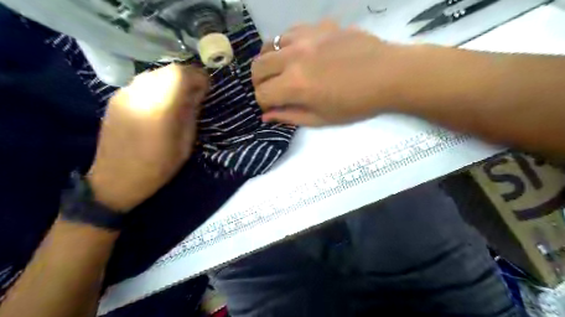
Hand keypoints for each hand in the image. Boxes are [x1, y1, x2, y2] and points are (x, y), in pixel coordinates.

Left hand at [87, 65, 210, 211]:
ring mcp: (124, 94)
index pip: (180, 74)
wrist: (116, 179)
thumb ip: (191, 114)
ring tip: (179, 99)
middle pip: (167, 70)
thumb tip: (197, 94)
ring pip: (154, 74)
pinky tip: (160, 104)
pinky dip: (157, 87)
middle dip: (187, 78)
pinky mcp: (115, 98)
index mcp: (160, 108)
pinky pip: (142, 83)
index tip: (207, 88)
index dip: (198, 77)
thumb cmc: (158, 167)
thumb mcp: (185, 143)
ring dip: (171, 81)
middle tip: (196, 93)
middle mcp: (139, 94)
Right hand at [254, 19, 408, 125]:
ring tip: (282, 71)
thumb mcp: (322, 118)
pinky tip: (298, 54)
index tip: (273, 108)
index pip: (262, 94)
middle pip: (258, 67)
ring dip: (270, 62)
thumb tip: (266, 116)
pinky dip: (286, 46)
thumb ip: (290, 116)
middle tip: (272, 91)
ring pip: (269, 45)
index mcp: (295, 84)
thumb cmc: (356, 103)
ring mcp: (306, 37)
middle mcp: (294, 57)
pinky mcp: (318, 26)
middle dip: (259, 83)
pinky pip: (290, 32)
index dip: (263, 104)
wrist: (389, 74)